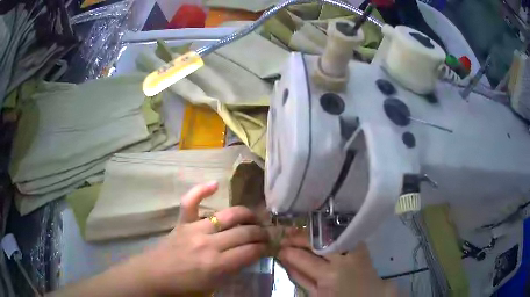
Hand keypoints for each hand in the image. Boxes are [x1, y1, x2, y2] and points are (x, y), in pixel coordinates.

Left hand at [136, 181, 269, 294]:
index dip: (263, 248)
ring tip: (253, 217)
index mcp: (217, 265)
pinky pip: (190, 201)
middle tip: (266, 233)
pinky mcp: (182, 222)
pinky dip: (201, 190)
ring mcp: (194, 229)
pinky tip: (215, 184)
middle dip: (260, 232)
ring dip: (246, 215)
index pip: (250, 251)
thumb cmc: (185, 286)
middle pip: (243, 232)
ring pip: (227, 215)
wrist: (155, 275)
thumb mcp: (214, 286)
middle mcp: (208, 244)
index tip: (269, 246)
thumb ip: (233, 270)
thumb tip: (249, 255)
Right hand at [278, 228, 397, 296]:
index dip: (288, 252)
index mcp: (329, 275)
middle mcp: (342, 258)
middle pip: (315, 241)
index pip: (303, 258)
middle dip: (297, 237)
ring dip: (310, 232)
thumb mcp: (317, 294)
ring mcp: (353, 249)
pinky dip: (325, 231)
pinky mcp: (360, 244)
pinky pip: (340, 233)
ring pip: (326, 234)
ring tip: (296, 231)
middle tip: (285, 236)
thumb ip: (300, 277)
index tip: (279, 248)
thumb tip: (285, 260)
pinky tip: (315, 231)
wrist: (371, 295)